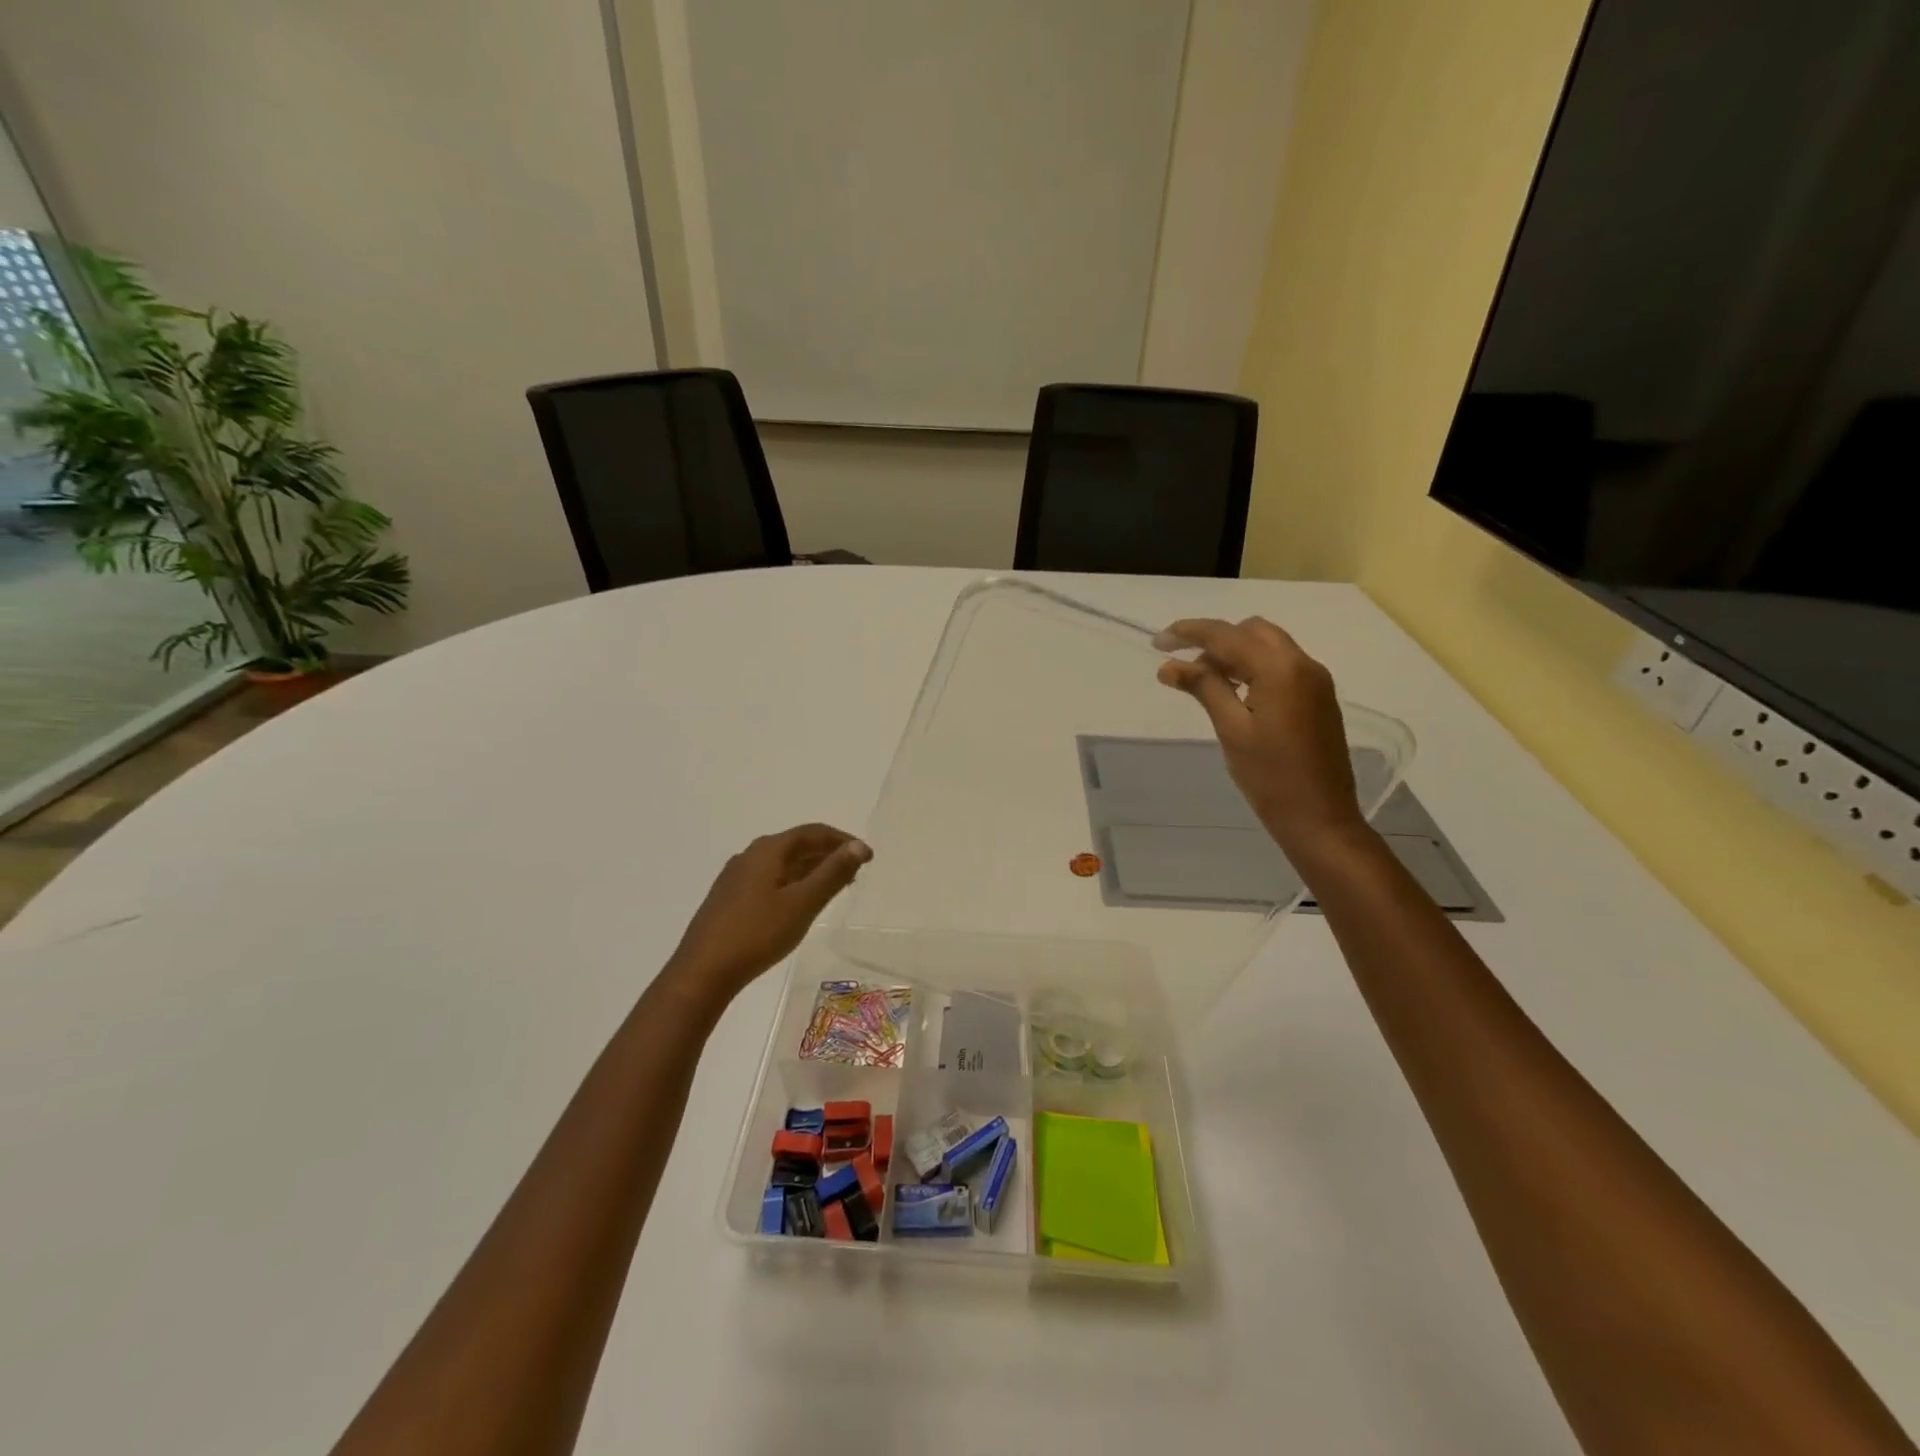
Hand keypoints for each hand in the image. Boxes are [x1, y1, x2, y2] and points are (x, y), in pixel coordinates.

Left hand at [663, 824, 871, 1006]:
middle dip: (828, 854)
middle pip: (797, 845)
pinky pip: (770, 879)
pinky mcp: (729, 898)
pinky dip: (793, 883)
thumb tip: (857, 845)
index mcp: (768, 850)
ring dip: (811, 870)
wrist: (702, 972)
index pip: (813, 832)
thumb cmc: (757, 934)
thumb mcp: (803, 903)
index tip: (867, 856)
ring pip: (782, 864)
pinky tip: (800, 904)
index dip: (842, 840)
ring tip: (835, 887)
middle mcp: (750, 855)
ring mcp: (736, 877)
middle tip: (855, 872)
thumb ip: (832, 873)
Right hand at [1155, 617, 1368, 860]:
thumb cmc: (1270, 777)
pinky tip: (1234, 692)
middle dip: (1215, 640)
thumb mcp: (1231, 729)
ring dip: (1234, 653)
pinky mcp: (1319, 697)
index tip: (1157, 642)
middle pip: (1252, 631)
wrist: (1320, 818)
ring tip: (1204, 682)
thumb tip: (1169, 665)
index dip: (1189, 633)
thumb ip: (1203, 688)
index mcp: (1281, 669)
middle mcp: (1304, 664)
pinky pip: (1281, 665)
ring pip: (1268, 646)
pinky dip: (1254, 667)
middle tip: (1184, 667)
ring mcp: (1315, 680)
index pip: (1228, 635)